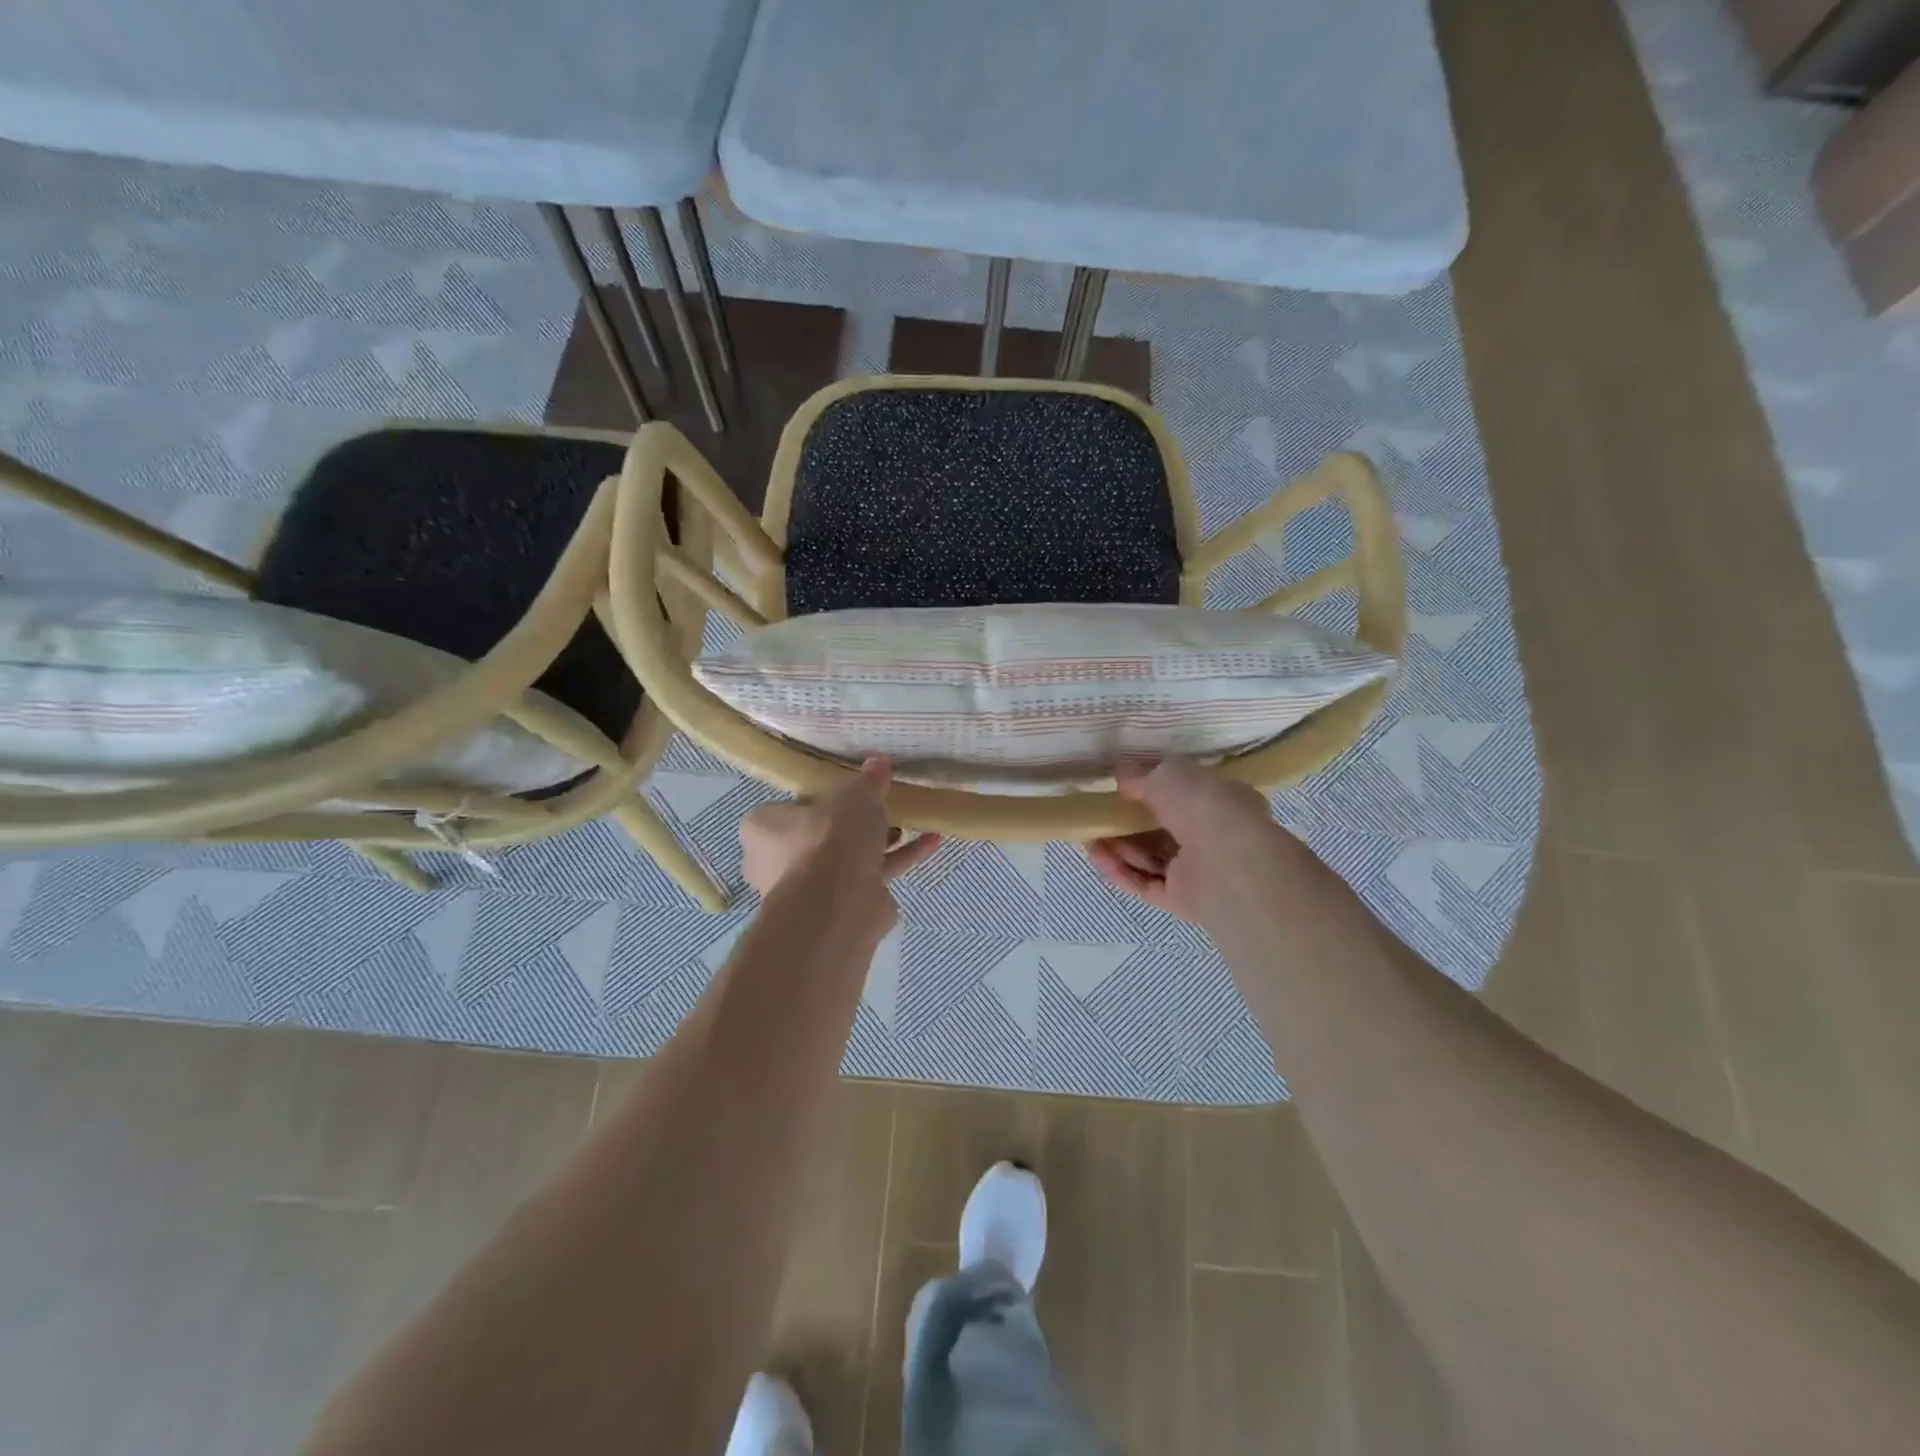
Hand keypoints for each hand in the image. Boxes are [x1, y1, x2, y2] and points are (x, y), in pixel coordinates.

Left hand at [739, 757, 941, 901]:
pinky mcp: (841, 908)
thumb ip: (868, 780)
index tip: (852, 790)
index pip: (793, 805)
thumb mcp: (855, 796)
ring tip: (913, 822)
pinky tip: (930, 843)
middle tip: (885, 805)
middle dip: (856, 823)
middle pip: (823, 834)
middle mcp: (777, 861)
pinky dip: (899, 859)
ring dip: (881, 841)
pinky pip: (871, 877)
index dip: (825, 796)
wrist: (837, 905)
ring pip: (849, 858)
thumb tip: (879, 761)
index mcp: (764, 828)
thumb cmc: (830, 838)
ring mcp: (809, 889)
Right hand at [1086, 758, 1300, 922]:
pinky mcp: (1182, 899)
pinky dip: (1121, 872)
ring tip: (1090, 839)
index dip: (1153, 791)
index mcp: (1221, 801)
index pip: (1185, 796)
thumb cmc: (1204, 805)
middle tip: (1099, 817)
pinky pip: (1146, 884)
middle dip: (1128, 824)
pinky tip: (1097, 858)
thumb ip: (1143, 776)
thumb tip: (1122, 777)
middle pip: (1162, 830)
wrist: (1227, 861)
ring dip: (1119, 849)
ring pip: (1151, 859)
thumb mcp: (1168, 774)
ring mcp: (1198, 871)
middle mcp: (1213, 836)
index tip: (1122, 789)